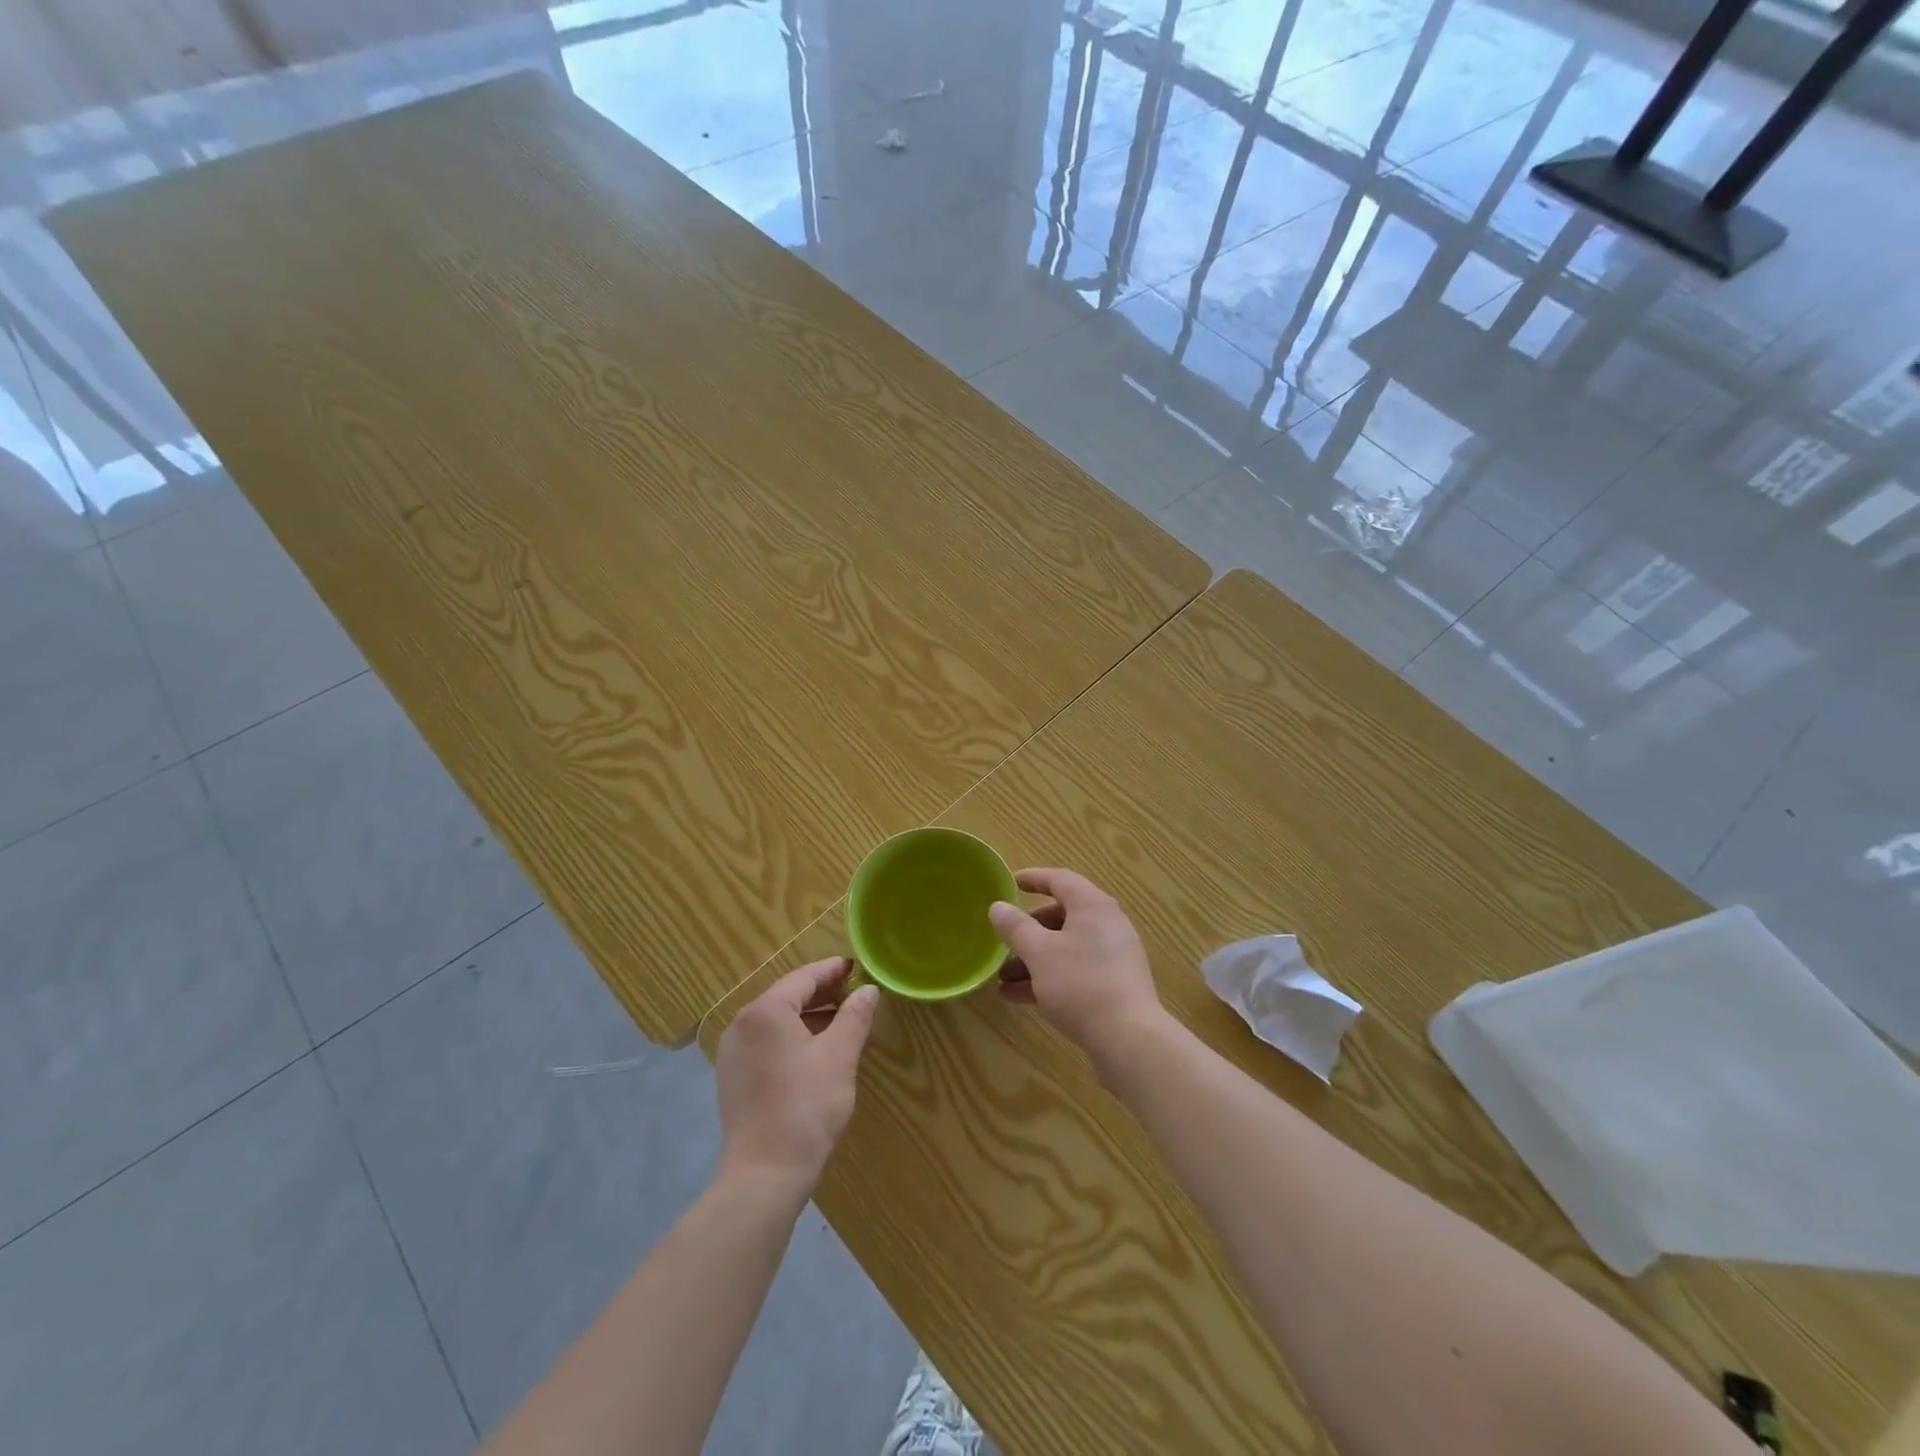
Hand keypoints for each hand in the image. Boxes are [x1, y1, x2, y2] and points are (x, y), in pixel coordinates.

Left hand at [715, 957, 878, 1201]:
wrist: (764, 1176)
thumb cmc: (806, 1108)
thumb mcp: (840, 1056)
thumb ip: (855, 1016)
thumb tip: (868, 990)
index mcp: (766, 1011)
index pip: (804, 977)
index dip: (832, 970)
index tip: (856, 967)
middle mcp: (742, 1024)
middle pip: (787, 996)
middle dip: (821, 993)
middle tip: (853, 994)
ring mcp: (733, 1053)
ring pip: (776, 1021)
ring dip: (807, 1017)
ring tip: (840, 1023)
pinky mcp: (732, 1078)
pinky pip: (765, 1043)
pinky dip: (791, 1038)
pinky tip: (814, 1052)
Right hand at [988, 868, 1166, 1067]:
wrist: (1129, 1039)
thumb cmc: (1080, 984)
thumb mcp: (1039, 953)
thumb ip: (1016, 927)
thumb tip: (998, 907)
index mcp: (1092, 906)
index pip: (1060, 879)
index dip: (1033, 878)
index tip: (1010, 883)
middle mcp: (1107, 924)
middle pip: (1061, 917)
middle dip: (1027, 931)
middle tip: (1003, 941)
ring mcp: (1113, 956)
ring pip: (1065, 948)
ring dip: (1033, 960)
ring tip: (1002, 979)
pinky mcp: (1114, 984)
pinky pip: (1075, 971)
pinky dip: (1049, 978)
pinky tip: (1019, 998)